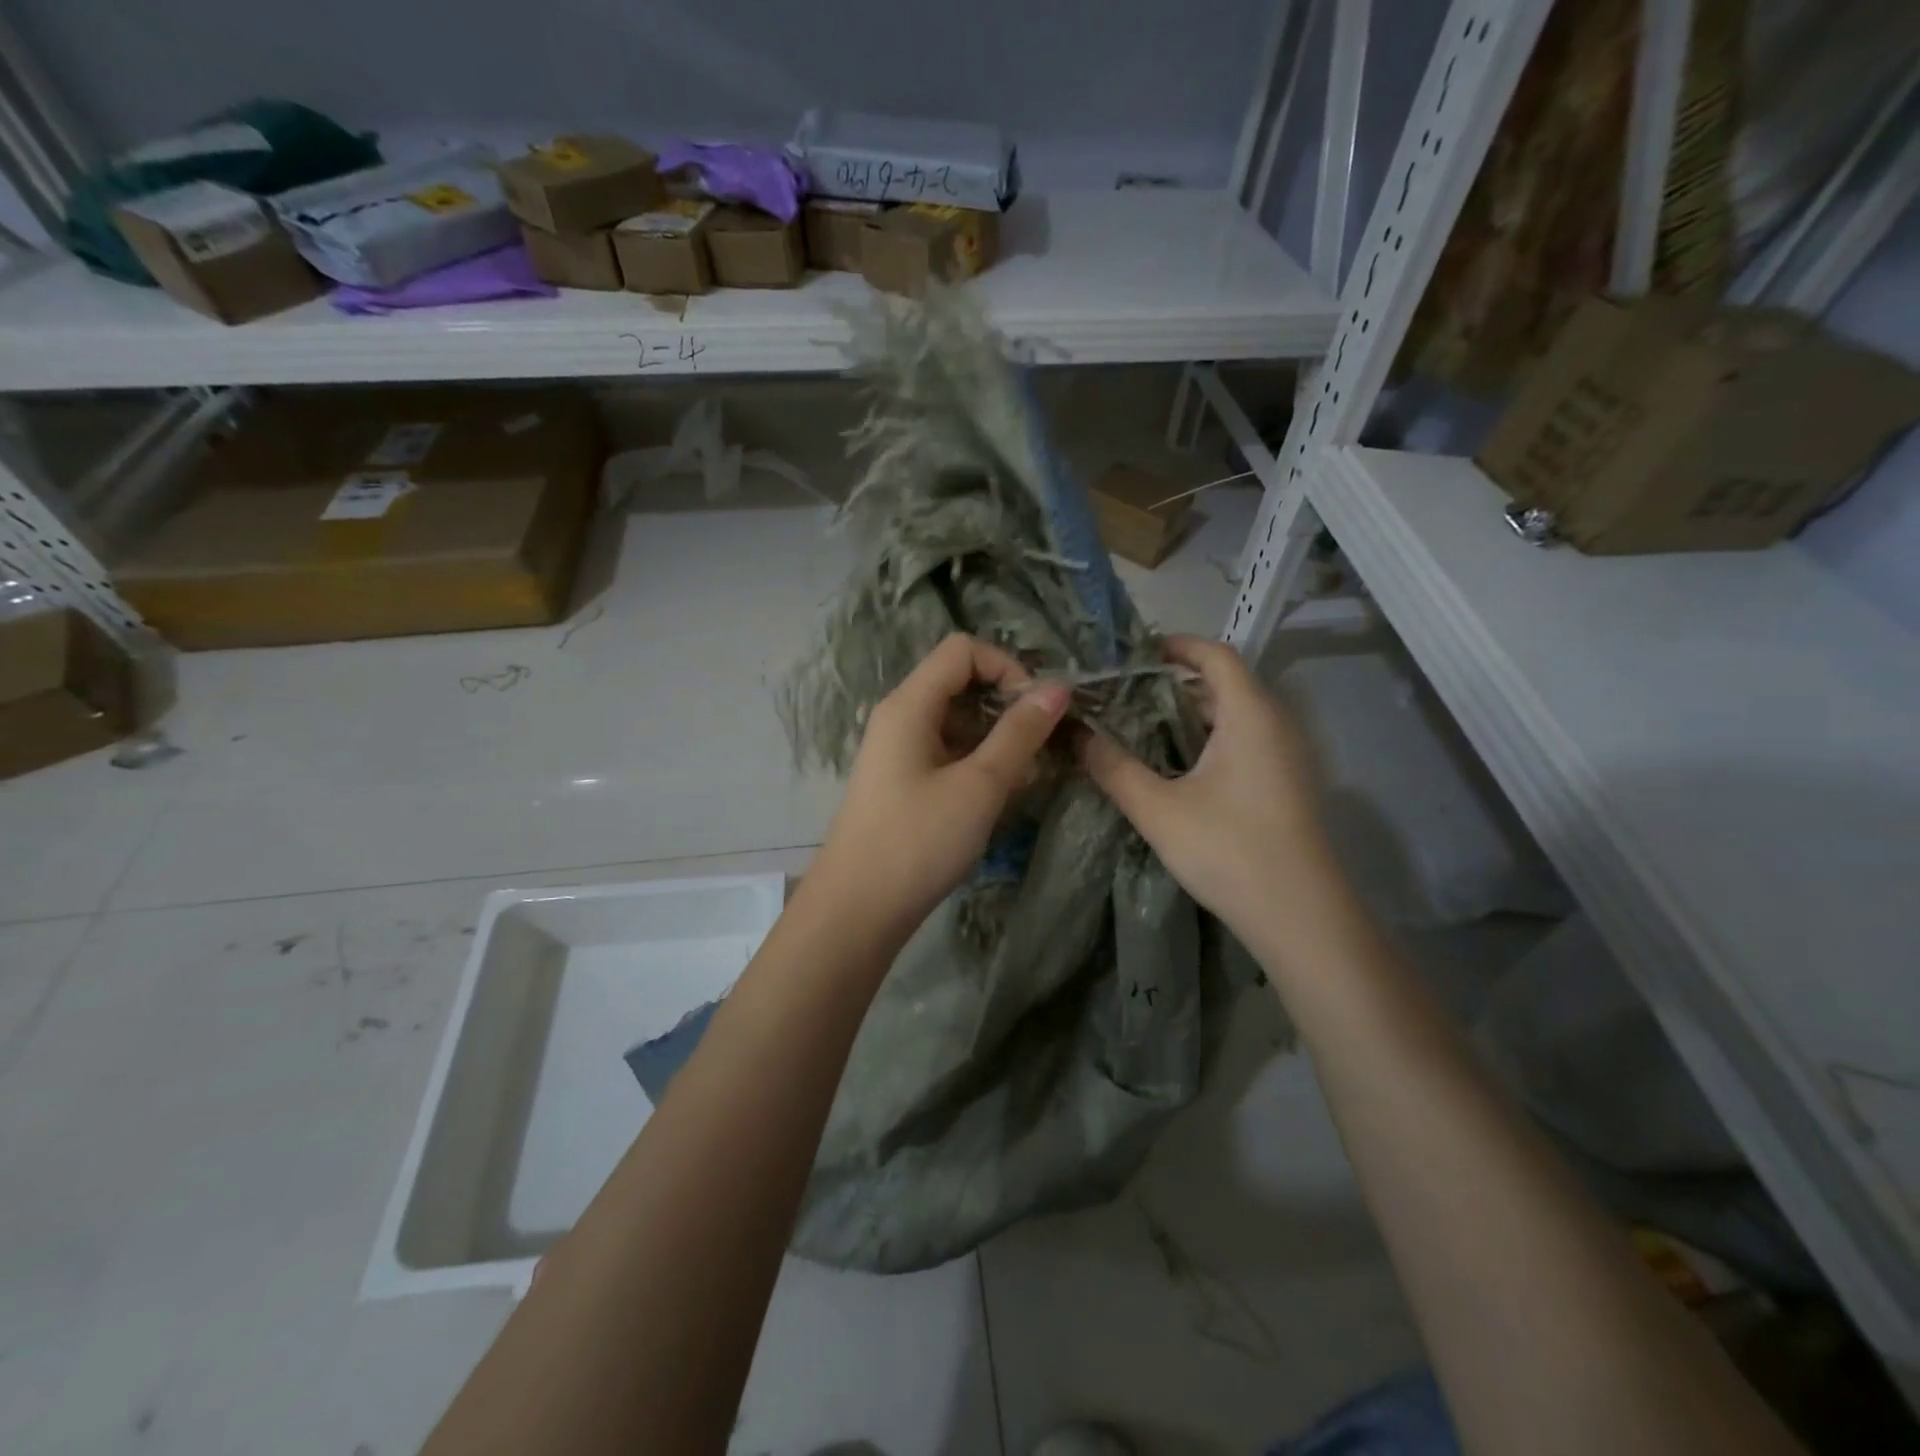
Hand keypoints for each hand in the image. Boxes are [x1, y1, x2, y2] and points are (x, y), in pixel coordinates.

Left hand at [806, 633, 1070, 941]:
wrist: (858, 909)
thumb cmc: (918, 841)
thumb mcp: (980, 785)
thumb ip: (1020, 733)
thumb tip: (1058, 688)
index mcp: (910, 704)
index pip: (963, 651)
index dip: (1007, 667)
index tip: (1038, 710)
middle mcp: (901, 717)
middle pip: (961, 683)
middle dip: (1007, 706)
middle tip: (1041, 747)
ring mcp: (900, 750)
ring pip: (959, 722)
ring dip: (998, 740)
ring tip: (1025, 779)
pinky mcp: (905, 781)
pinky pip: (949, 753)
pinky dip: (979, 764)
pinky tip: (1001, 797)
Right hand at [1079, 635, 1340, 948]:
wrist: (1299, 916)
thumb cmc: (1229, 850)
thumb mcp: (1158, 809)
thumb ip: (1112, 767)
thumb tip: (1075, 734)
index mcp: (1250, 715)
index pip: (1216, 655)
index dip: (1176, 646)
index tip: (1133, 655)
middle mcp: (1275, 724)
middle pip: (1226, 682)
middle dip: (1175, 681)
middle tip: (1125, 692)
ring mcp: (1286, 755)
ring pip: (1236, 714)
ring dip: (1192, 712)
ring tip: (1141, 724)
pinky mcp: (1286, 782)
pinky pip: (1245, 739)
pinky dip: (1209, 737)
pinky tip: (1176, 764)